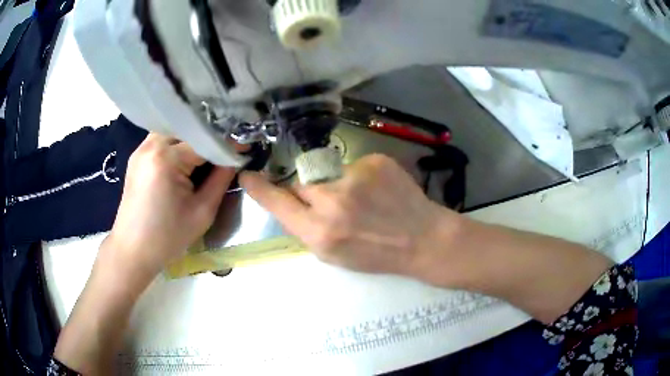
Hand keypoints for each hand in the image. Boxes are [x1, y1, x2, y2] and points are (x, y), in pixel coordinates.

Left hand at [105, 133, 235, 275]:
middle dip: (211, 139)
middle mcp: (151, 144)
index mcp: (166, 158)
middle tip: (227, 153)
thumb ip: (221, 180)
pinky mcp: (137, 156)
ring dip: (193, 140)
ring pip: (176, 132)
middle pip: (190, 130)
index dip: (228, 146)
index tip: (246, 150)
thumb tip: (236, 158)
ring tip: (208, 156)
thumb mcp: (202, 212)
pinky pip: (163, 140)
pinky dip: (178, 145)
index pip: (205, 141)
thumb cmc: (167, 237)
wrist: (132, 250)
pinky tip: (186, 160)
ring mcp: (141, 148)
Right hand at [240, 154, 458, 276]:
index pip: (278, 202)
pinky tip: (380, 191)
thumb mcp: (334, 255)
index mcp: (320, 232)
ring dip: (339, 185)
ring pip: (328, 174)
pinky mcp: (374, 161)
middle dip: (312, 194)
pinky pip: (353, 166)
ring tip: (365, 201)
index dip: (260, 189)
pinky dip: (361, 177)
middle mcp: (333, 201)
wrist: (423, 240)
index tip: (247, 175)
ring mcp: (355, 177)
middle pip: (302, 184)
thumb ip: (308, 229)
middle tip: (337, 206)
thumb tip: (293, 204)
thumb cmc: (377, 254)